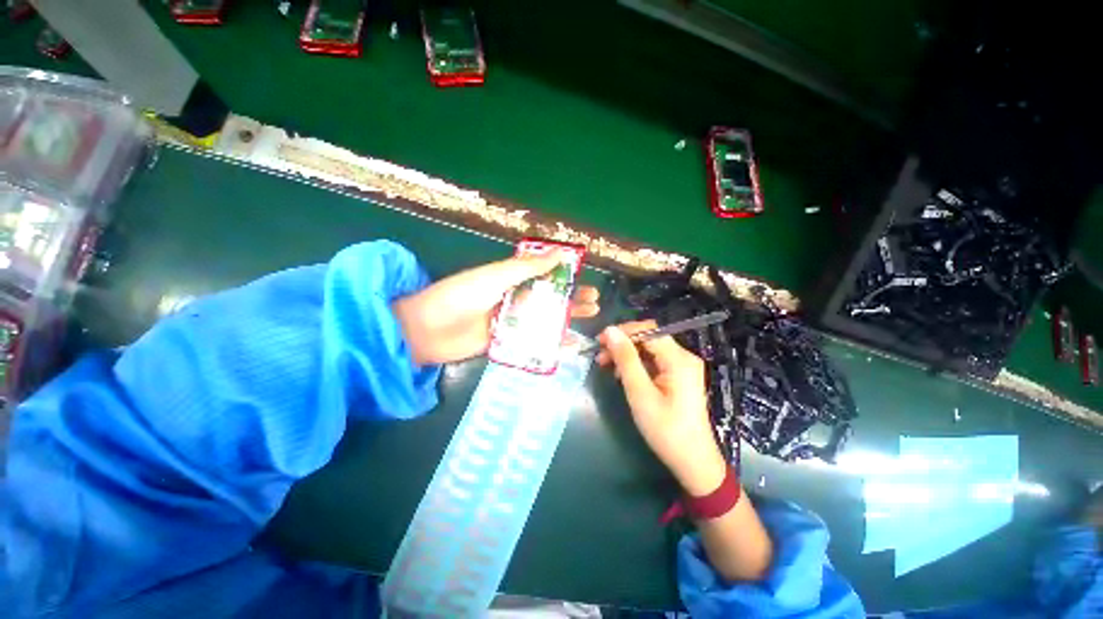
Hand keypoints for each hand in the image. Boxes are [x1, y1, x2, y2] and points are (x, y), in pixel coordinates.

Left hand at [393, 251, 599, 364]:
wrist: (426, 330)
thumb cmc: (462, 296)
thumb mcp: (495, 276)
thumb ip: (527, 267)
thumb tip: (560, 253)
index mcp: (510, 278)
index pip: (544, 275)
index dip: (565, 277)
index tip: (586, 280)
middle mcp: (512, 298)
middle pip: (548, 298)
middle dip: (571, 300)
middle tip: (594, 305)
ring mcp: (509, 321)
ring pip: (543, 319)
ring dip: (565, 320)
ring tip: (588, 320)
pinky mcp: (505, 342)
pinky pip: (532, 341)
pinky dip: (550, 343)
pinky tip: (568, 345)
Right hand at [598, 321, 726, 495]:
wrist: (693, 461)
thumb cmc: (665, 430)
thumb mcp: (640, 393)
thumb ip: (626, 360)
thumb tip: (610, 330)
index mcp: (678, 359)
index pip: (647, 330)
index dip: (622, 332)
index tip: (599, 342)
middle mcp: (683, 357)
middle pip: (649, 337)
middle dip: (623, 343)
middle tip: (600, 356)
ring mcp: (682, 366)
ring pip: (649, 349)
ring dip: (627, 354)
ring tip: (606, 365)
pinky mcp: (679, 376)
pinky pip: (654, 361)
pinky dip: (636, 364)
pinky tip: (622, 374)